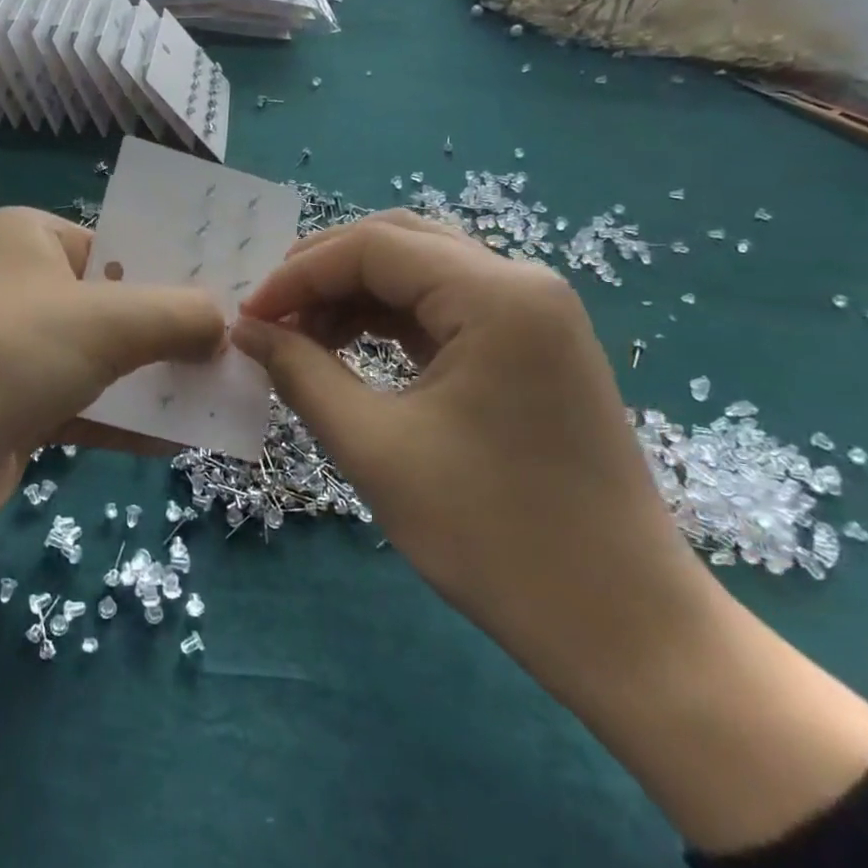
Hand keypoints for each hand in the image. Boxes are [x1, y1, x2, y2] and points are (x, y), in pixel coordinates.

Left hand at [0, 208, 226, 515]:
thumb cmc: (8, 351)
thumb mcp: (103, 322)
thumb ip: (175, 314)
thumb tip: (224, 323)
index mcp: (31, 238)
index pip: (120, 246)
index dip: (176, 273)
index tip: (228, 300)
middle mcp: (22, 285)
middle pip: (116, 304)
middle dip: (174, 332)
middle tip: (234, 351)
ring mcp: (17, 347)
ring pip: (104, 358)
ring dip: (157, 379)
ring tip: (222, 395)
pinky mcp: (16, 403)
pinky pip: (86, 402)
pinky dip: (128, 418)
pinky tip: (180, 437)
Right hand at [233, 212, 867, 854]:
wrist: (621, 623)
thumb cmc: (491, 535)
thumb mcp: (374, 447)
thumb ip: (301, 372)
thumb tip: (247, 329)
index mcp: (495, 295)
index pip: (372, 247)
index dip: (297, 274)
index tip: (246, 317)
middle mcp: (522, 283)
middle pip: (399, 243)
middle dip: (323, 273)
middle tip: (268, 317)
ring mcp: (535, 315)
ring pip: (422, 272)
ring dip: (354, 295)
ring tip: (300, 338)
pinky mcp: (534, 348)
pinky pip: (446, 309)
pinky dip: (390, 321)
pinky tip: (349, 349)